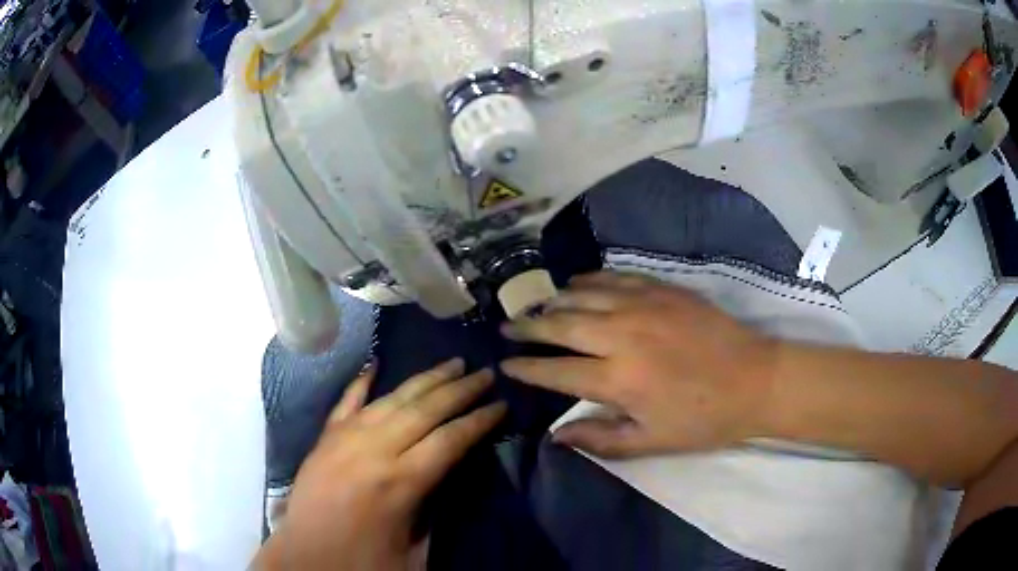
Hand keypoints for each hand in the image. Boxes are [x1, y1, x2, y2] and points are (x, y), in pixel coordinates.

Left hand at [254, 359, 505, 570]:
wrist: (305, 557)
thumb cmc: (362, 560)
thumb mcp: (415, 547)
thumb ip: (434, 508)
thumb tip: (448, 475)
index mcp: (401, 482)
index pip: (450, 440)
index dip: (480, 421)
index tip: (502, 405)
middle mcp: (374, 450)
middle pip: (425, 410)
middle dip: (460, 390)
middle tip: (485, 372)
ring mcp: (346, 438)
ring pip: (392, 398)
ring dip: (424, 379)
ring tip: (450, 363)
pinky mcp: (325, 438)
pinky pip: (347, 401)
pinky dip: (362, 381)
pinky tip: (375, 364)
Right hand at [501, 272, 776, 457]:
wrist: (755, 379)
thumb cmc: (703, 418)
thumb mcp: (651, 442)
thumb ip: (600, 439)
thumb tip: (555, 436)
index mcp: (618, 379)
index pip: (556, 371)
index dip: (526, 368)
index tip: (504, 364)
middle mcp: (622, 336)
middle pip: (561, 324)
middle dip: (528, 326)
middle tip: (507, 326)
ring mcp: (643, 305)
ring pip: (583, 294)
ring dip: (554, 300)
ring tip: (537, 306)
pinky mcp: (662, 288)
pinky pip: (614, 276)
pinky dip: (589, 279)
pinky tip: (578, 284)